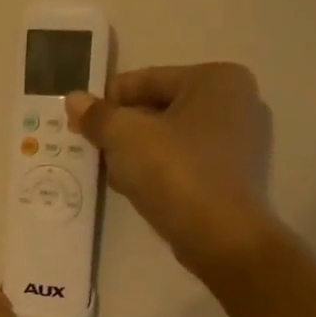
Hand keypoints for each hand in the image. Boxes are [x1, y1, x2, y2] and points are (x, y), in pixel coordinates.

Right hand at [66, 63, 273, 273]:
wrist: (222, 237)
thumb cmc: (176, 172)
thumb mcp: (126, 137)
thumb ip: (98, 115)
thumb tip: (74, 100)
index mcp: (217, 79)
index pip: (146, 80)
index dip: (107, 101)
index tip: (80, 124)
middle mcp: (237, 103)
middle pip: (159, 108)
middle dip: (122, 129)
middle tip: (92, 149)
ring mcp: (241, 142)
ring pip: (171, 137)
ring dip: (137, 151)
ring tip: (110, 172)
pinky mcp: (234, 176)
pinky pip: (186, 162)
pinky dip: (159, 170)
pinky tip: (136, 188)